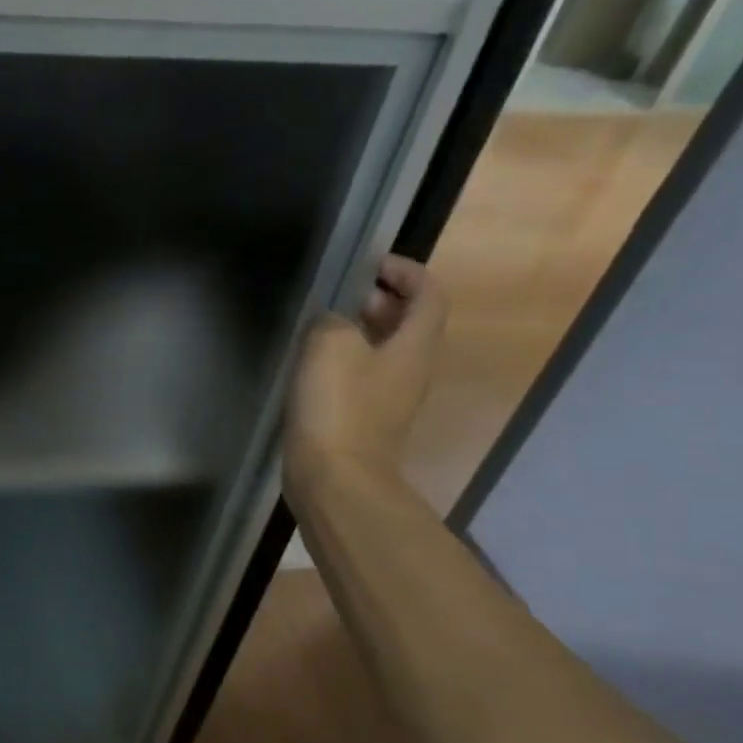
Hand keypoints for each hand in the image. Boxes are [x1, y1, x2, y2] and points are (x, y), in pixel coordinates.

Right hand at [282, 254, 445, 498]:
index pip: (429, 295)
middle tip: (343, 293)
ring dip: (362, 331)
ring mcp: (389, 400)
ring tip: (324, 325)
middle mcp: (411, 371)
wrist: (334, 479)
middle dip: (382, 300)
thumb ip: (332, 321)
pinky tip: (312, 366)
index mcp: (414, 347)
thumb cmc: (338, 406)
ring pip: (385, 351)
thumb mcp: (330, 345)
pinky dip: (346, 361)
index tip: (371, 264)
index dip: (407, 272)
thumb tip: (332, 322)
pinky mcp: (365, 422)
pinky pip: (363, 378)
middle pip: (410, 324)